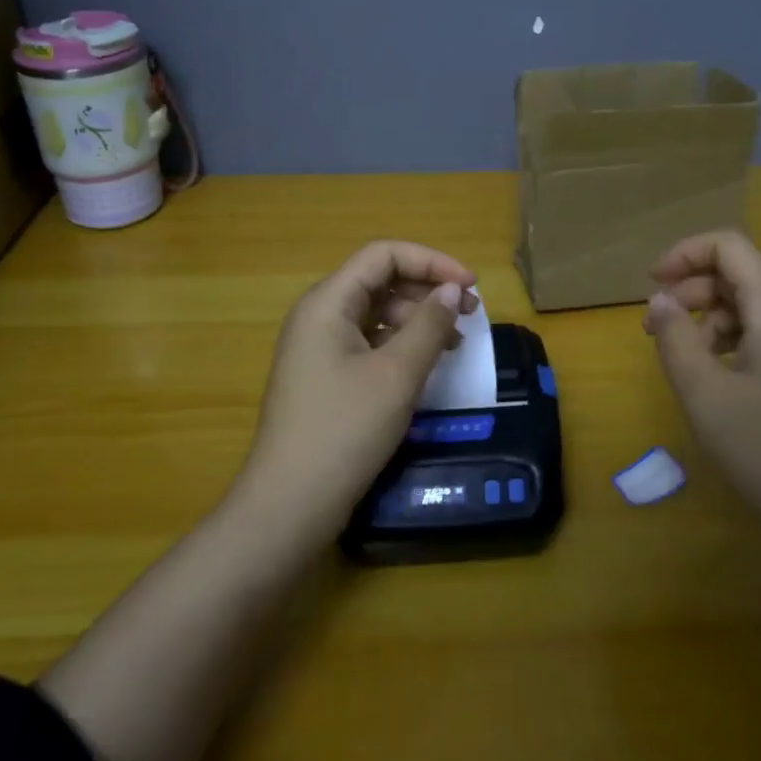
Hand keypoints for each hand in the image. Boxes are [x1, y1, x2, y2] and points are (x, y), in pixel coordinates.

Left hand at [236, 241, 477, 535]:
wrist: (289, 504)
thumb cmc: (344, 430)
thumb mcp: (397, 374)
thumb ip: (429, 325)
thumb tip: (453, 290)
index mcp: (327, 302)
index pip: (383, 255)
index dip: (431, 261)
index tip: (471, 285)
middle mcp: (319, 315)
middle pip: (380, 280)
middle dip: (428, 289)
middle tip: (471, 314)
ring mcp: (319, 347)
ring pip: (376, 313)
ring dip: (418, 318)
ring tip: (456, 343)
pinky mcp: (325, 376)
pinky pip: (369, 342)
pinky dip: (402, 344)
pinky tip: (427, 363)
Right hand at [644, 230, 760, 565]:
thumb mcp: (706, 397)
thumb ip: (676, 339)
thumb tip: (661, 300)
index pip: (730, 247)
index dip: (685, 254)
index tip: (652, 285)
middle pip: (744, 276)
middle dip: (693, 290)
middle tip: (656, 329)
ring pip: (760, 308)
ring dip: (714, 320)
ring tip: (687, 361)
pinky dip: (741, 342)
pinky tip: (725, 382)